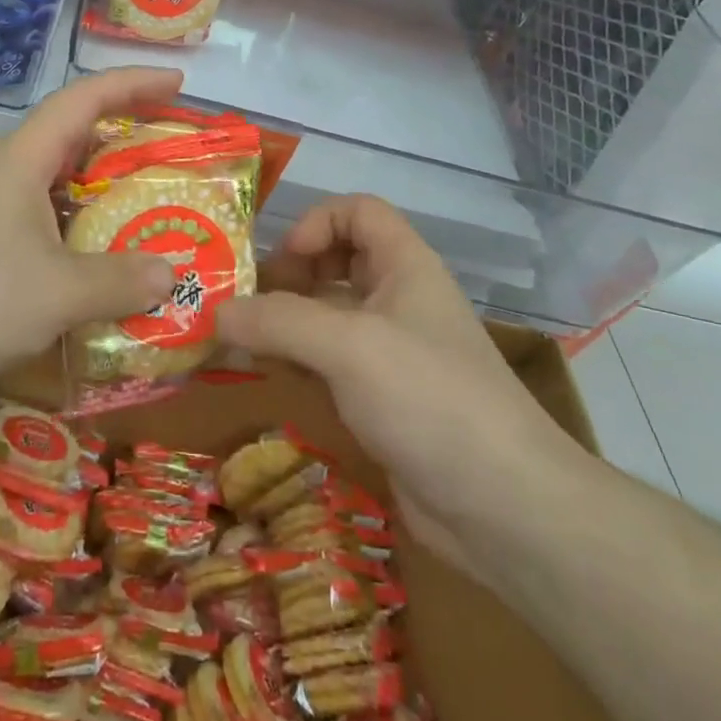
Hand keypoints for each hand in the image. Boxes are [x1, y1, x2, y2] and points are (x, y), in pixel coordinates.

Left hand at [0, 67, 183, 409]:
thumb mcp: (56, 292)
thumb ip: (118, 282)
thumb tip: (171, 275)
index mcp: (24, 159)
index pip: (85, 99)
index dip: (134, 83)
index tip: (178, 82)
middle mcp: (4, 175)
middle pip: (73, 139)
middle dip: (124, 140)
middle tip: (172, 154)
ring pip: (55, 190)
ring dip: (100, 197)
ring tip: (146, 215)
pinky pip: (38, 231)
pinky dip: (73, 241)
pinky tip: (95, 274)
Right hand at [217, 195, 584, 576]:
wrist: (505, 509)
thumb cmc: (429, 397)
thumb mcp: (348, 346)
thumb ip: (277, 321)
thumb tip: (215, 312)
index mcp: (404, 266)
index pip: (358, 211)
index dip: (317, 222)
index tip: (284, 262)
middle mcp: (398, 300)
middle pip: (337, 261)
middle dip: (289, 274)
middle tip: (246, 302)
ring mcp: (390, 352)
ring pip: (328, 316)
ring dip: (284, 323)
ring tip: (237, 341)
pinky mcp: (382, 400)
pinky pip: (329, 364)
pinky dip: (296, 363)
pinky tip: (265, 379)